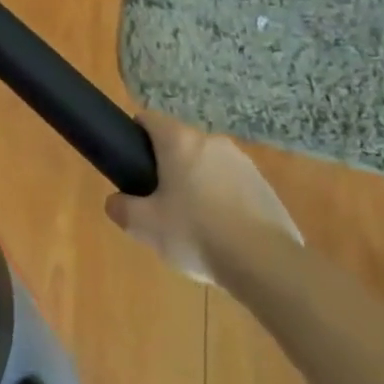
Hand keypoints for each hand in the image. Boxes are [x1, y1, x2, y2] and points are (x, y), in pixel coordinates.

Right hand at [105, 111, 302, 287]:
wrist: (265, 263)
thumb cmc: (196, 234)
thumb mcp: (144, 226)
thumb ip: (121, 208)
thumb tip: (116, 202)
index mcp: (180, 142)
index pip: (148, 119)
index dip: (134, 135)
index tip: (130, 162)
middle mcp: (212, 142)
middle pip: (180, 144)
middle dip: (167, 167)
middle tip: (159, 202)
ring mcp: (244, 163)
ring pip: (208, 165)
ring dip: (197, 184)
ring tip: (193, 224)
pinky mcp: (266, 187)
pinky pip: (233, 186)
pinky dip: (223, 201)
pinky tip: (222, 233)